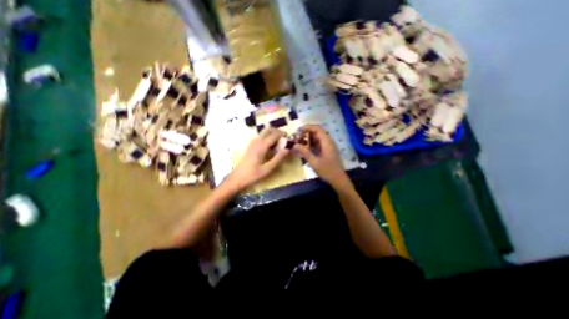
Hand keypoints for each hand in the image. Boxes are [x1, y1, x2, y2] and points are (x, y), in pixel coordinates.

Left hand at [226, 127, 290, 191]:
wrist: (237, 178)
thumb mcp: (267, 169)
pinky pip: (260, 137)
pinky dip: (267, 137)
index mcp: (261, 146)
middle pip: (267, 129)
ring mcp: (252, 143)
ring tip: (279, 143)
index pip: (274, 135)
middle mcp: (256, 141)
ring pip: (263, 132)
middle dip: (276, 131)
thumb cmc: (253, 175)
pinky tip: (270, 147)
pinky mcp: (250, 146)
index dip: (282, 134)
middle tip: (284, 138)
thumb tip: (287, 149)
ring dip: (272, 134)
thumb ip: (278, 158)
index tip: (289, 136)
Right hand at [293, 125, 351, 187]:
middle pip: (316, 131)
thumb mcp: (314, 162)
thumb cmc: (327, 171)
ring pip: (317, 137)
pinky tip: (305, 149)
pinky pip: (318, 143)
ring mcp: (328, 146)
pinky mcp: (327, 150)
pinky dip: (311, 144)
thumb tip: (294, 144)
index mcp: (326, 142)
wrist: (338, 179)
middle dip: (306, 133)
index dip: (307, 127)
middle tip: (297, 139)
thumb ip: (304, 152)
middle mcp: (328, 141)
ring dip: (308, 139)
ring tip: (299, 144)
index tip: (297, 132)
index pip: (317, 128)